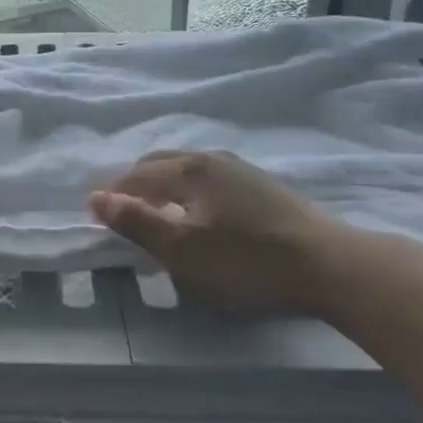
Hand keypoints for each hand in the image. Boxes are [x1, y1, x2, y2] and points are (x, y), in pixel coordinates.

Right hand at [88, 150, 370, 316]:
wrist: (328, 263)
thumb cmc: (246, 259)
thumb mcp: (182, 249)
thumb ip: (137, 222)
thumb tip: (94, 198)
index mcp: (188, 169)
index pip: (136, 175)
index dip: (114, 194)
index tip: (96, 214)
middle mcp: (211, 159)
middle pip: (160, 163)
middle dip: (136, 183)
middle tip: (123, 210)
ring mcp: (240, 169)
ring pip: (187, 168)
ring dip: (163, 184)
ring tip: (158, 211)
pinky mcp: (262, 185)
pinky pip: (209, 178)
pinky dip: (188, 189)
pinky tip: (200, 212)